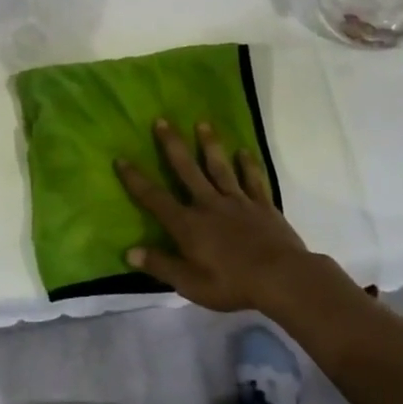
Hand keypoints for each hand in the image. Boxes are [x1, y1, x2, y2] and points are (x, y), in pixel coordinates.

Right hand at [115, 119, 313, 312]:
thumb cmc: (232, 283)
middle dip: (172, 145)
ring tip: (202, 122)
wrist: (281, 278)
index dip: (136, 179)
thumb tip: (129, 251)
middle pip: (187, 169)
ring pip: (219, 167)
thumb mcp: (190, 284)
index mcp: (188, 224)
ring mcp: (237, 201)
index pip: (155, 198)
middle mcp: (208, 204)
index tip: (121, 158)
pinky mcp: (261, 204)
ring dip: (209, 144)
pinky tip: (244, 151)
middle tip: (162, 120)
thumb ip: (161, 265)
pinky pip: (252, 179)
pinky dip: (248, 164)